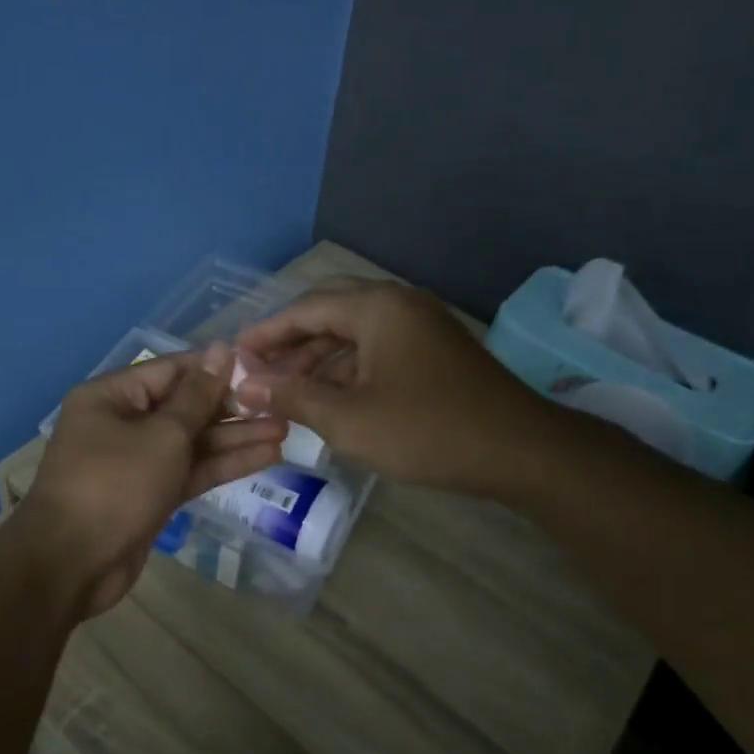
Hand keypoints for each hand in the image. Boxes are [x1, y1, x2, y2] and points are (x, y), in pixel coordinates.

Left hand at [16, 344, 287, 618]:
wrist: (72, 564)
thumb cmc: (115, 484)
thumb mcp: (162, 435)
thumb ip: (198, 396)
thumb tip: (222, 351)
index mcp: (112, 395)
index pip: (172, 370)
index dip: (216, 368)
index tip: (261, 368)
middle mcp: (121, 422)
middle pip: (184, 407)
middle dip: (231, 408)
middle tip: (280, 405)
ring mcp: (136, 461)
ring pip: (191, 442)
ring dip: (234, 438)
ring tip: (284, 430)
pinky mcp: (149, 494)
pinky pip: (189, 470)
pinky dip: (221, 465)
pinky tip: (265, 457)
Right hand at [234, 281, 556, 494]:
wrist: (520, 451)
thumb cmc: (427, 432)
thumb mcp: (348, 420)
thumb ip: (292, 396)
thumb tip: (244, 383)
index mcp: (377, 307)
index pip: (305, 308)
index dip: (265, 333)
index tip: (233, 356)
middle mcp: (398, 302)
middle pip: (329, 310)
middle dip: (290, 340)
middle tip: (258, 368)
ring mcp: (421, 324)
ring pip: (354, 329)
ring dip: (318, 355)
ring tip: (286, 388)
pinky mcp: (434, 348)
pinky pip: (377, 345)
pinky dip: (347, 365)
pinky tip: (329, 395)